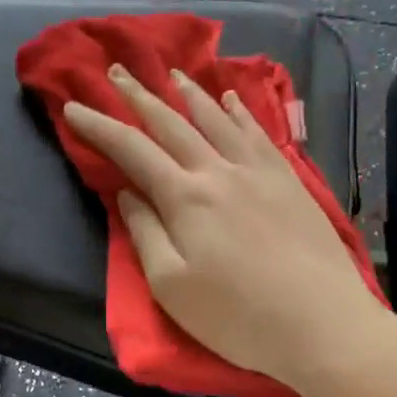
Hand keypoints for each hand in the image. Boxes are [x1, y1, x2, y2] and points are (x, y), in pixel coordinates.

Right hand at [63, 65, 396, 396]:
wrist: (323, 325)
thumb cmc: (237, 316)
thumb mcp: (171, 285)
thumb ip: (144, 233)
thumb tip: (127, 194)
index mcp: (185, 197)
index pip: (131, 150)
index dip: (99, 126)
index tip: (72, 107)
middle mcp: (219, 171)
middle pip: (171, 123)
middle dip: (139, 95)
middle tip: (116, 70)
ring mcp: (259, 171)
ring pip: (217, 119)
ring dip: (188, 93)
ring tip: (170, 73)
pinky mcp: (289, 181)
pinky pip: (259, 132)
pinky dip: (240, 111)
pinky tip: (232, 98)